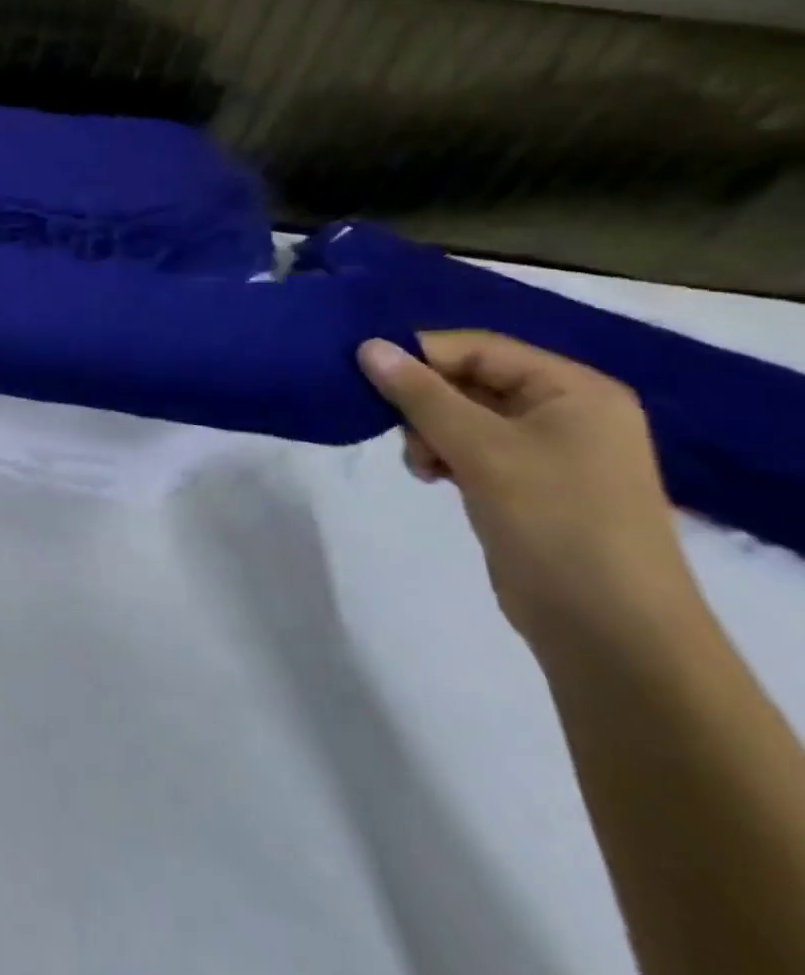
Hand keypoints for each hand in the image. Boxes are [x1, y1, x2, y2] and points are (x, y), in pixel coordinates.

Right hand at [358, 332, 700, 644]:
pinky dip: (442, 454)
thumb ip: (420, 393)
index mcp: (574, 390)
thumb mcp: (481, 448)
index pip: (479, 348)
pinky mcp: (528, 484)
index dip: (421, 355)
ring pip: (462, 415)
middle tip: (394, 428)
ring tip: (421, 463)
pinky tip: (430, 475)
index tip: (365, 374)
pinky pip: (471, 447)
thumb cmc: (555, 521)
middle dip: (423, 401)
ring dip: (428, 432)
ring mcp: (549, 451)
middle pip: (469, 380)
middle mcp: (566, 412)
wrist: (609, 629)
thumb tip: (368, 345)